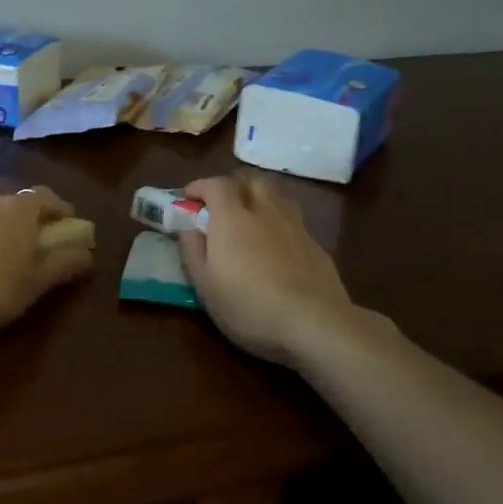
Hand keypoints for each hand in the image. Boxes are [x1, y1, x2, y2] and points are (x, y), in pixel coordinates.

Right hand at [178, 174, 354, 365]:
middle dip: (233, 186)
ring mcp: (294, 226)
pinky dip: (279, 223)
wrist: (313, 322)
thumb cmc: (248, 305)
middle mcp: (264, 212)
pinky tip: (277, 246)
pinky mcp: (315, 245)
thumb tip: (187, 228)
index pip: (216, 184)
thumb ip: (193, 251)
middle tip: (222, 205)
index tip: (188, 198)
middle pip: (251, 181)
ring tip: (251, 219)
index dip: (200, 186)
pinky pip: (293, 220)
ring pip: (277, 197)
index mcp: (232, 218)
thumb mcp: (205, 285)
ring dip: (260, 199)